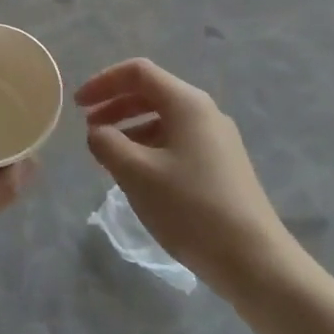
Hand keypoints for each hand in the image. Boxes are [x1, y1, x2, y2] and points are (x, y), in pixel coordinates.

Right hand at [77, 59, 290, 296]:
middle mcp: (205, 112)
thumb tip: (98, 132)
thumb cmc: (191, 208)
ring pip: (164, 119)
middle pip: (152, 93)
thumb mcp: (137, 173)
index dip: (103, 82)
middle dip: (115, 105)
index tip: (77, 105)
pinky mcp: (222, 166)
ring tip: (107, 153)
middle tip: (88, 127)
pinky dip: (149, 146)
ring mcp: (217, 140)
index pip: (138, 72)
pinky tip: (137, 174)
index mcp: (187, 103)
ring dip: (130, 128)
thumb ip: (107, 144)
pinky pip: (177, 141)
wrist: (255, 261)